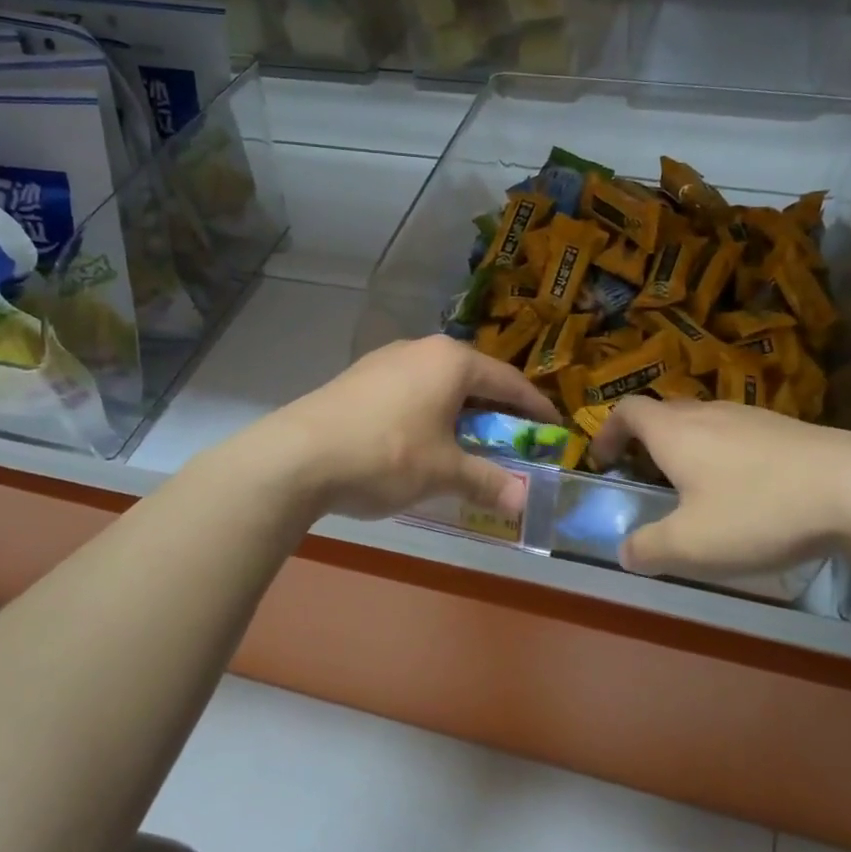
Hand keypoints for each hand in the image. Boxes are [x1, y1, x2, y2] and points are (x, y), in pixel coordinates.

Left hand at [261, 336, 559, 521]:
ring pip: (438, 384)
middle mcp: (421, 349)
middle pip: (473, 378)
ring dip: (460, 412)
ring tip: (468, 443)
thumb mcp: (443, 472)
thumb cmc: (386, 455)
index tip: (554, 428)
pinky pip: (410, 390)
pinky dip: (428, 413)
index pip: (508, 381)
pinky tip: (422, 440)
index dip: (535, 407)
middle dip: (496, 410)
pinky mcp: (359, 377)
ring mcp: (385, 360)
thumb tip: (524, 502)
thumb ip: (487, 481)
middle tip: (513, 440)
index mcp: (451, 361)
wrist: (296, 456)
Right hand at [590, 398, 850, 580]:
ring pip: (706, 423)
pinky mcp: (788, 429)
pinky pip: (741, 435)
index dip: (608, 431)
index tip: (605, 460)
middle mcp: (708, 413)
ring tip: (699, 489)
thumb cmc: (758, 511)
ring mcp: (752, 416)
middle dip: (648, 441)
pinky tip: (751, 492)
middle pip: (665, 413)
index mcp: (674, 432)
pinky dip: (729, 455)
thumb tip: (625, 551)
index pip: (627, 410)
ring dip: (691, 448)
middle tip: (649, 477)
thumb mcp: (691, 545)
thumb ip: (648, 549)